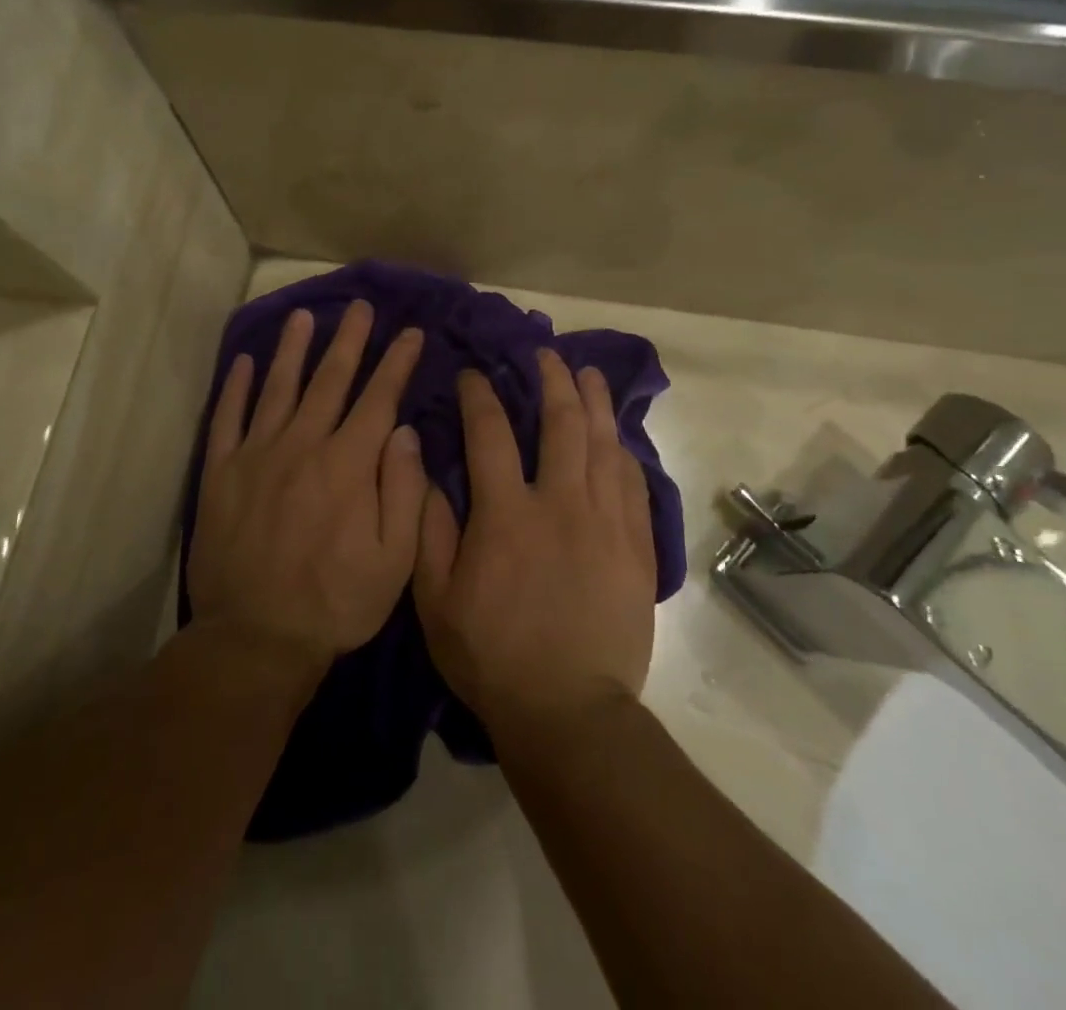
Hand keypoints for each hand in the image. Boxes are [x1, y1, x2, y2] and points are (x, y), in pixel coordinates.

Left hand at [189, 301, 425, 680]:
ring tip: (303, 316)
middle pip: (329, 380)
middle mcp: (303, 446)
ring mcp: (256, 456)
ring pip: (278, 388)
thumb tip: (403, 431)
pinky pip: (227, 419)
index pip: (378, 399)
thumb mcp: (394, 560)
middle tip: (360, 307)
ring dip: (293, 349)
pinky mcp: (220, 473)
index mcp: (348, 465)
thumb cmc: (335, 603)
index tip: (411, 333)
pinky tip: (244, 361)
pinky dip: (236, 387)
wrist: (254, 640)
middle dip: (350, 340)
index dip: (397, 363)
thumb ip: (403, 490)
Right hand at [414, 350, 656, 736]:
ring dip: (595, 403)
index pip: (490, 434)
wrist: (568, 711)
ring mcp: (606, 523)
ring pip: (604, 445)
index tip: (473, 374)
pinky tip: (618, 438)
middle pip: (561, 423)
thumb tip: (429, 474)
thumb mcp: (436, 600)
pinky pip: (633, 485)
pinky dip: (623, 453)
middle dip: (552, 380)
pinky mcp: (636, 547)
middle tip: (546, 354)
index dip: (480, 396)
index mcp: (507, 514)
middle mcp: (560, 504)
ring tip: (589, 374)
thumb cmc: (492, 656)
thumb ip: (430, 532)